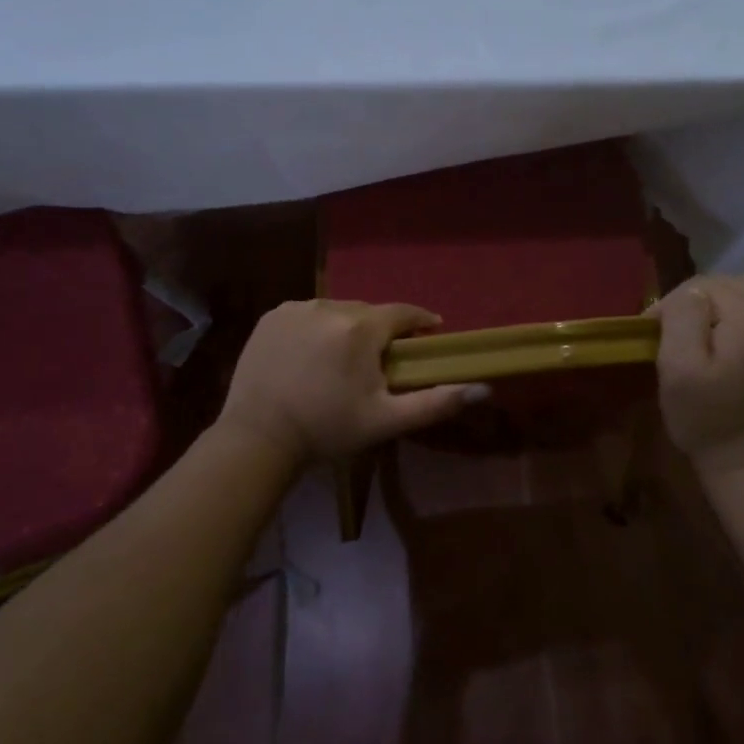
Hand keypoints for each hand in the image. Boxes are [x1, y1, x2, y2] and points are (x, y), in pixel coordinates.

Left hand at [217, 300, 485, 464]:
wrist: (258, 437)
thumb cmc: (327, 429)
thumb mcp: (386, 420)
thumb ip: (436, 402)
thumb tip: (484, 388)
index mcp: (361, 328)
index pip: (403, 313)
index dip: (419, 322)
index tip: (429, 334)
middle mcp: (330, 306)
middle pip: (368, 312)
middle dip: (379, 331)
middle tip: (380, 359)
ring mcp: (296, 308)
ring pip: (336, 311)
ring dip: (346, 328)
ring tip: (342, 359)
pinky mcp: (271, 317)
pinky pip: (306, 314)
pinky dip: (315, 328)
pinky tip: (311, 355)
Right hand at [649, 275, 743, 477]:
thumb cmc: (708, 418)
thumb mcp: (678, 366)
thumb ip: (682, 315)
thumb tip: (691, 294)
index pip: (700, 286)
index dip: (672, 306)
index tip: (654, 332)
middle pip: (732, 284)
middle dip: (702, 302)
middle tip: (681, 334)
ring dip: (734, 302)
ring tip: (716, 331)